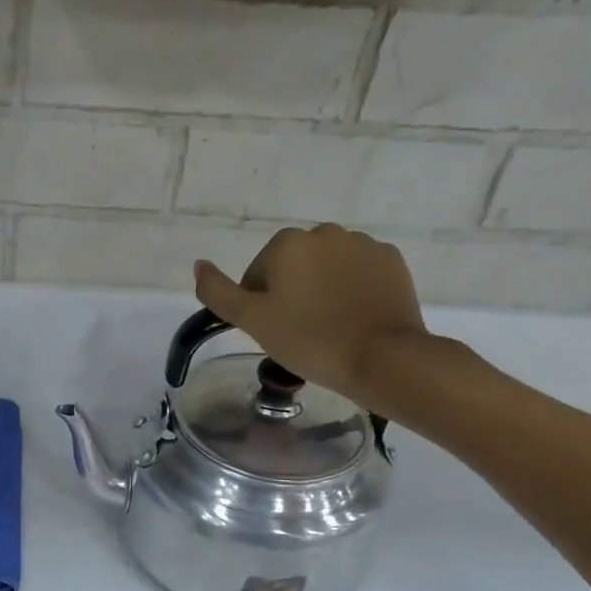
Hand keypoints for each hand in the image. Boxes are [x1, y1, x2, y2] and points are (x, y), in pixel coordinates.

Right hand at [193, 224, 429, 409]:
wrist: (382, 358)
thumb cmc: (308, 339)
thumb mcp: (251, 321)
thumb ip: (217, 292)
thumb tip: (199, 264)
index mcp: (287, 243)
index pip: (258, 273)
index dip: (260, 304)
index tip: (273, 330)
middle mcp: (325, 232)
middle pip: (293, 266)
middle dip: (292, 292)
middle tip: (298, 331)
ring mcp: (363, 244)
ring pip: (327, 267)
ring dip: (322, 288)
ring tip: (329, 326)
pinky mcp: (391, 261)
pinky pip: (359, 271)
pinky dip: (352, 289)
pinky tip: (354, 317)